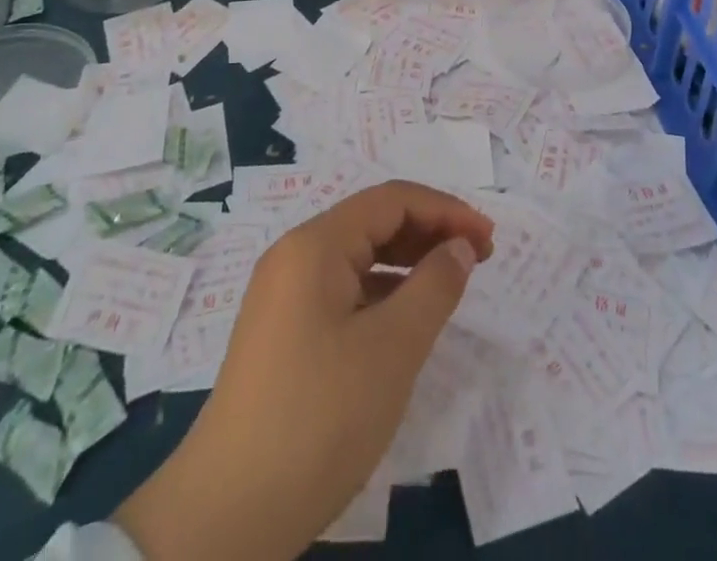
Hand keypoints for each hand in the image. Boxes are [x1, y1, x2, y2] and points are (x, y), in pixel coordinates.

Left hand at [116, 181, 494, 560]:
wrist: (229, 515)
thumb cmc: (319, 418)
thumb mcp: (391, 350)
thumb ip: (434, 287)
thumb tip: (459, 247)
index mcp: (315, 244)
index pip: (391, 200)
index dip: (445, 211)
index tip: (488, 239)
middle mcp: (296, 256)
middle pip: (373, 222)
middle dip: (429, 232)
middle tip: (479, 259)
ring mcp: (285, 295)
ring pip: (358, 258)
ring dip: (408, 262)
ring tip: (451, 284)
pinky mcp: (284, 332)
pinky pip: (343, 291)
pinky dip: (382, 293)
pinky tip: (407, 319)